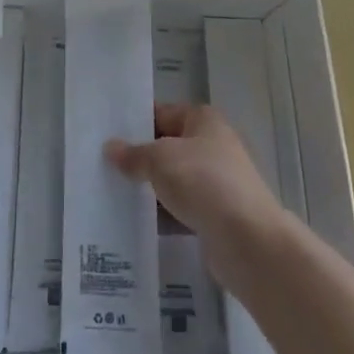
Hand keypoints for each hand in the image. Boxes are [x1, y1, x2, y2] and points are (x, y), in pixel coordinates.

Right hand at [105, 103, 288, 265]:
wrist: (248, 241)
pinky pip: (183, 208)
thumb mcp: (160, 159)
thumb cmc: (203, 182)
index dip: (135, 122)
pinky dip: (164, 214)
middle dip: (140, 157)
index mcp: (203, 119)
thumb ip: (133, 154)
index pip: (162, 113)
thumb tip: (110, 148)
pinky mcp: (217, 215)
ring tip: (113, 194)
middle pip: (168, 146)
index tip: (106, 134)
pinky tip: (137, 222)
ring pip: (175, 179)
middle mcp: (213, 144)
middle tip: (104, 166)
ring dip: (151, 188)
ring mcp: (217, 181)